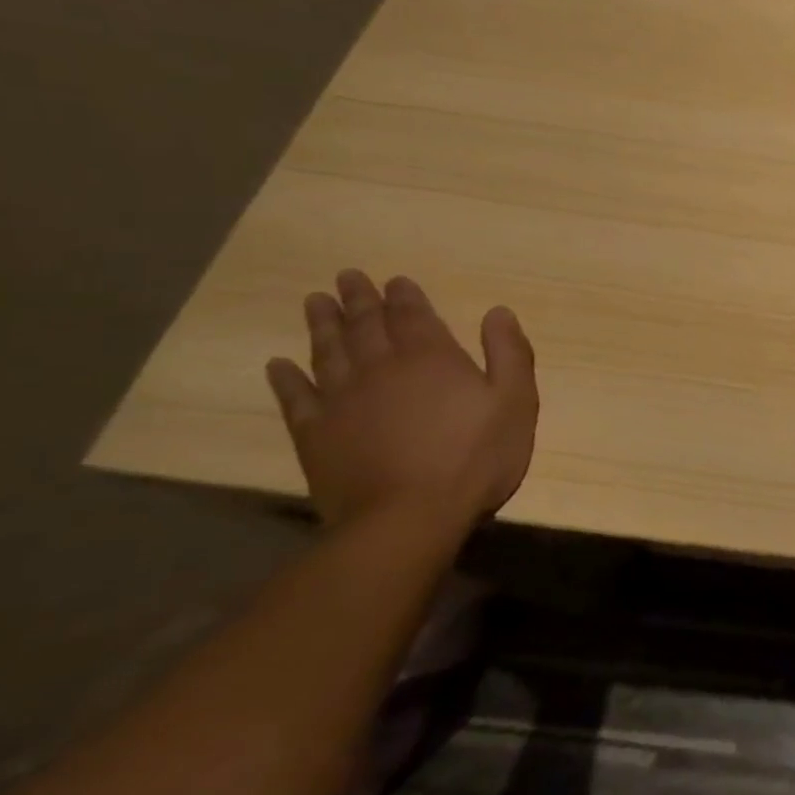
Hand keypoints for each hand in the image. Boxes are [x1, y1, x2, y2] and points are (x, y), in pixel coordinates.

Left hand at [264, 270, 538, 536]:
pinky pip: (295, 398)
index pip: (414, 316)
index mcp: (431, 358)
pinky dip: (286, 379)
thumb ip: (510, 353)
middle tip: (347, 276)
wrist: (408, 517)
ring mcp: (342, 401)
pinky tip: (278, 365)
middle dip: (359, 300)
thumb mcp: (516, 402)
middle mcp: (382, 368)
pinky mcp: (315, 435)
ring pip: (328, 352)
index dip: (404, 296)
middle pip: (366, 326)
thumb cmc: (475, 457)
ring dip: (322, 325)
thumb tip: (498, 312)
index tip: (394, 280)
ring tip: (314, 301)